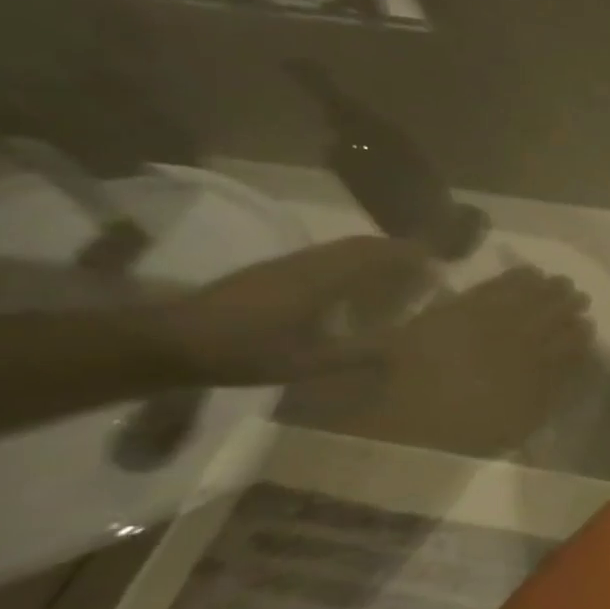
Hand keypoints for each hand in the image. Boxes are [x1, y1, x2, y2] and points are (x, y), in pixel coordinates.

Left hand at [148, 235, 436, 386]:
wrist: (171, 342)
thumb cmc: (246, 352)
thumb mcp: (307, 362)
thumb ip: (356, 356)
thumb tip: (400, 353)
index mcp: (321, 279)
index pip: (375, 255)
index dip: (408, 254)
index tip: (437, 260)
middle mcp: (308, 263)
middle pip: (360, 246)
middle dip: (396, 250)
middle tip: (424, 263)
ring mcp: (286, 265)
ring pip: (340, 250)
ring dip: (372, 254)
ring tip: (396, 272)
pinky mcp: (270, 273)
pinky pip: (324, 258)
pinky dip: (350, 262)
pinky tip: (351, 284)